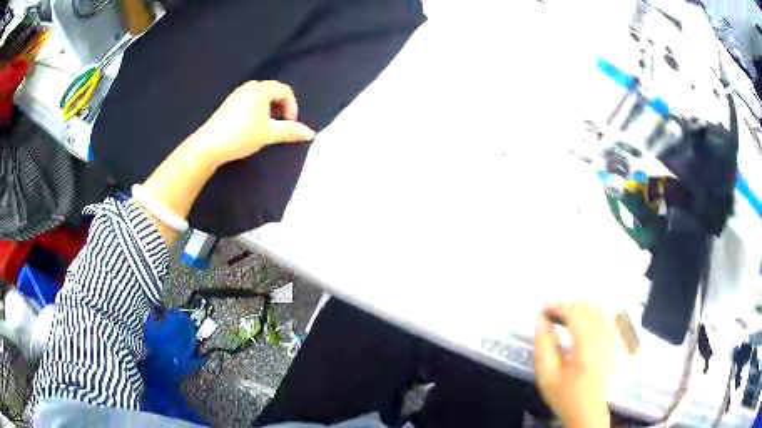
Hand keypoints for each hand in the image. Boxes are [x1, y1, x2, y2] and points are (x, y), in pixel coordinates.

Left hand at [193, 80, 315, 165]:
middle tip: (279, 124)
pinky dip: (257, 109)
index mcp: (261, 89)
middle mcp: (249, 87)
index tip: (289, 123)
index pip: (285, 91)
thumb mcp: (269, 134)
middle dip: (281, 106)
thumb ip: (291, 131)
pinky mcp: (228, 103)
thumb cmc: (241, 136)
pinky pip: (249, 100)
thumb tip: (312, 134)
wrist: (209, 145)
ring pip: (261, 96)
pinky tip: (251, 126)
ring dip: (269, 109)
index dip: (292, 106)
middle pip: (273, 91)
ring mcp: (237, 94)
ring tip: (266, 126)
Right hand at [534, 302, 614, 427]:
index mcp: (587, 347)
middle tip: (551, 312)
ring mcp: (611, 340)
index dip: (559, 306)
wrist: (587, 412)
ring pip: (599, 311)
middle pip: (589, 308)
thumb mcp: (547, 376)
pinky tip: (581, 322)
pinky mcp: (614, 343)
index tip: (544, 308)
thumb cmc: (566, 396)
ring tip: (564, 315)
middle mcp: (603, 339)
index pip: (575, 314)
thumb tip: (541, 322)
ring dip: (580, 308)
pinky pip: (606, 318)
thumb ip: (543, 347)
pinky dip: (592, 314)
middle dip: (569, 305)